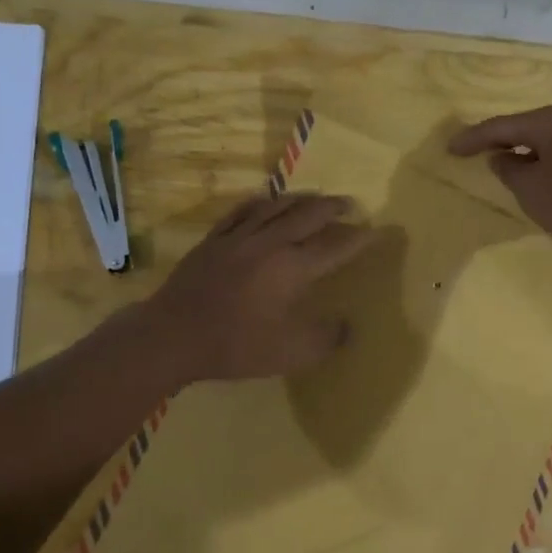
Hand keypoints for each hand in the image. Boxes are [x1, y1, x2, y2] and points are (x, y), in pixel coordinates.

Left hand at [145, 193, 375, 381]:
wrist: (173, 335)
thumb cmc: (237, 345)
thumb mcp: (292, 353)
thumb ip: (326, 339)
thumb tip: (346, 326)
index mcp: (293, 268)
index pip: (336, 246)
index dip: (359, 238)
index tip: (377, 231)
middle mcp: (270, 243)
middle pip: (309, 215)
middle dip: (334, 208)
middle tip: (351, 205)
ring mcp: (239, 237)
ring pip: (277, 206)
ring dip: (302, 199)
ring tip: (315, 199)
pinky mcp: (214, 240)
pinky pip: (243, 211)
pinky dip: (262, 203)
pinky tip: (266, 201)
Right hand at [449, 103, 551, 263]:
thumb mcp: (531, 191)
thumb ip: (509, 170)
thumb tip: (502, 157)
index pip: (503, 126)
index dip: (473, 138)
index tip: (450, 148)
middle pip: (528, 126)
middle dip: (501, 140)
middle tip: (475, 151)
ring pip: (549, 137)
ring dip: (526, 150)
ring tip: (504, 162)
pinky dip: (547, 157)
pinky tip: (539, 171)